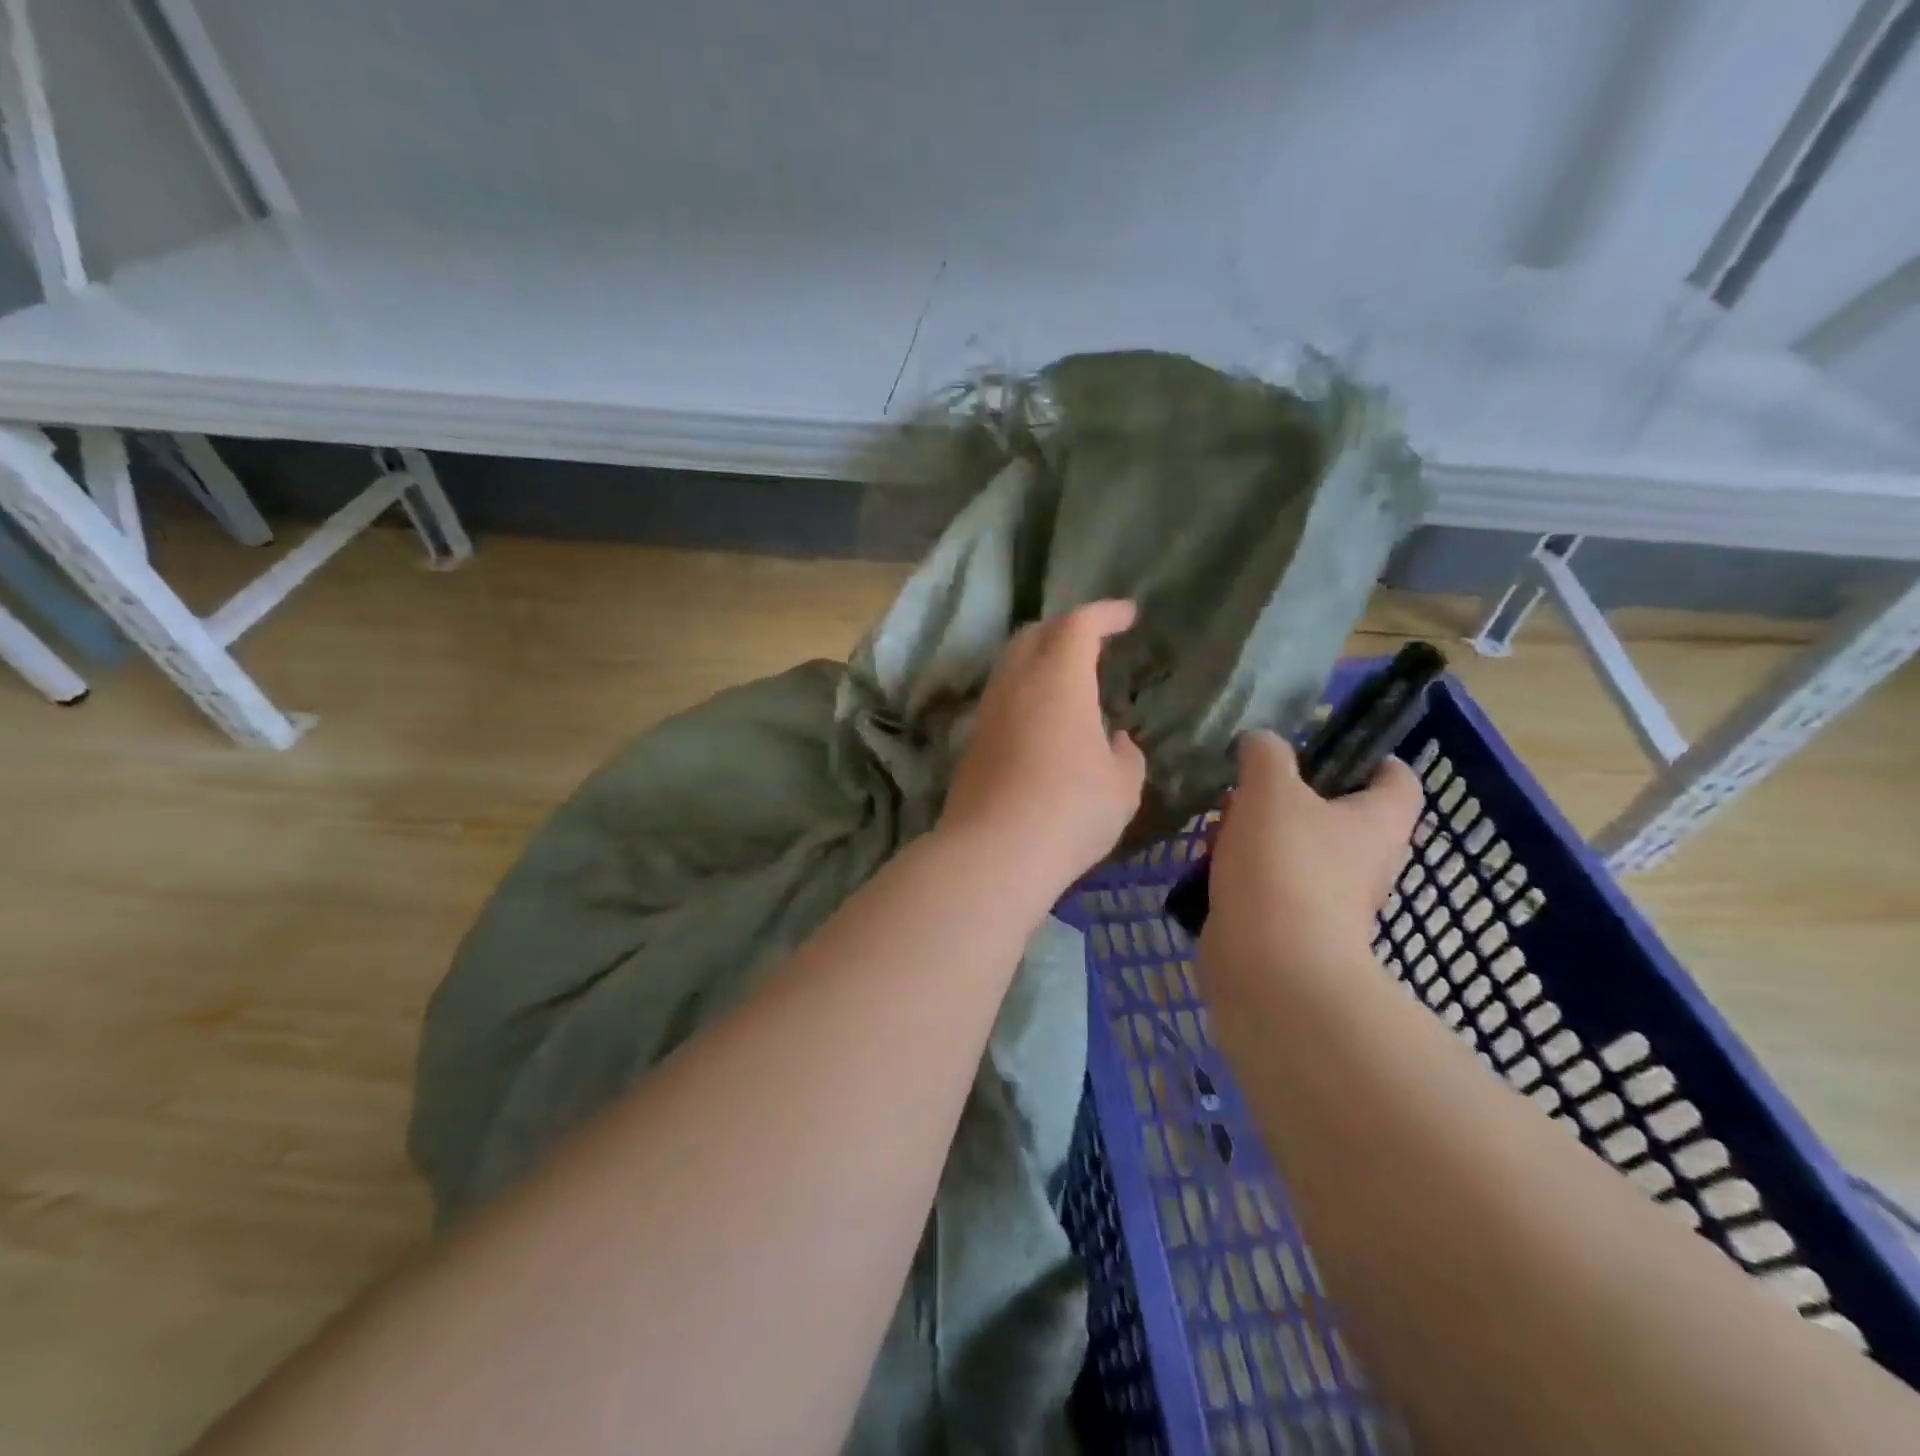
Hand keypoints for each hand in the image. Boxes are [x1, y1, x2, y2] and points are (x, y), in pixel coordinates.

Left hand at [941, 600, 1146, 890]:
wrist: (993, 853)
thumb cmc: (1070, 811)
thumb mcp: (1122, 786)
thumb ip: (1126, 756)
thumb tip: (1116, 741)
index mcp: (1059, 680)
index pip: (1079, 625)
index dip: (1105, 614)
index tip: (1127, 615)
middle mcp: (1017, 684)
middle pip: (1035, 634)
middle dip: (1066, 627)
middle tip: (1093, 641)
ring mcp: (989, 712)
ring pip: (1011, 664)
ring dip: (1040, 658)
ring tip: (1067, 677)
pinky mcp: (973, 742)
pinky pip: (1002, 697)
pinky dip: (1024, 691)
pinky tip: (1041, 718)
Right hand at [1200, 729, 1421, 986]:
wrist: (1271, 967)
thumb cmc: (1284, 866)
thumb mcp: (1270, 789)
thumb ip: (1266, 753)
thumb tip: (1260, 741)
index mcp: (1377, 822)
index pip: (1396, 777)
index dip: (1367, 755)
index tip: (1320, 744)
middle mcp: (1363, 860)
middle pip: (1335, 811)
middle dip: (1289, 793)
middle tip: (1249, 783)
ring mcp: (1328, 897)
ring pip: (1294, 846)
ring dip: (1256, 830)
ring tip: (1218, 821)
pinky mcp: (1290, 923)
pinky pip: (1268, 881)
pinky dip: (1241, 868)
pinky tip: (1207, 861)